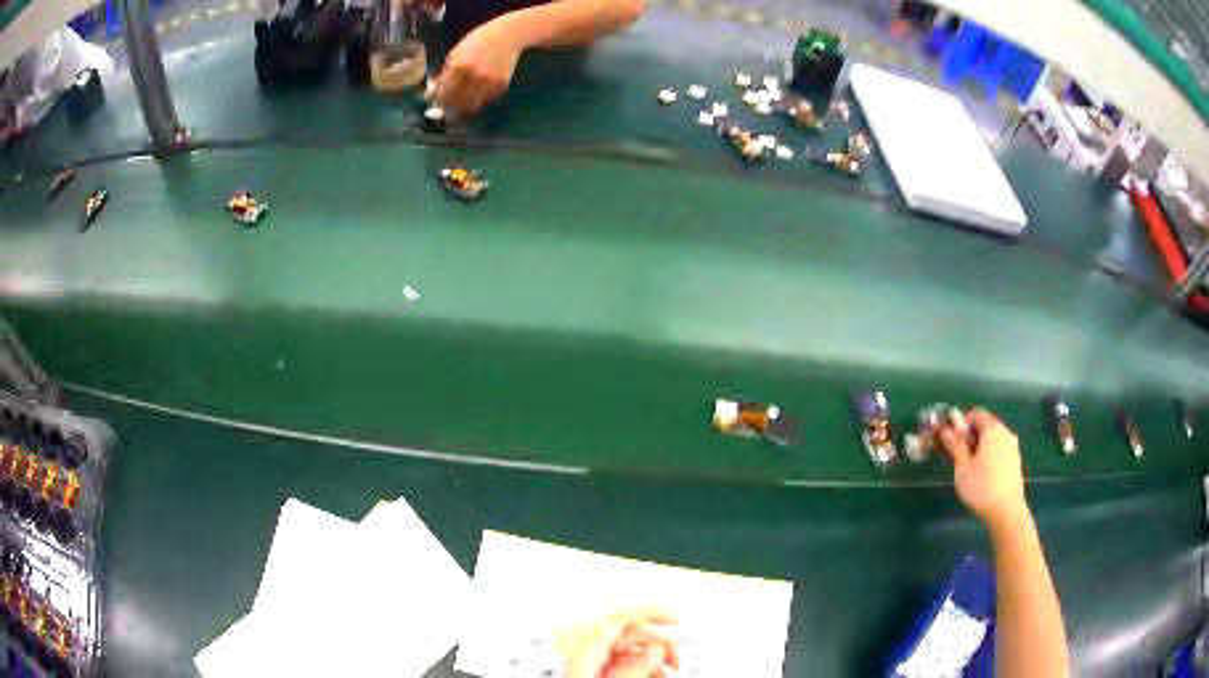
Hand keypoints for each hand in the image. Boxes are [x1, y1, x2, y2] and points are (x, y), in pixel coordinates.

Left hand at [434, 19, 522, 114]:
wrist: (507, 35)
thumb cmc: (477, 41)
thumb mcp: (455, 54)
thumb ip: (444, 74)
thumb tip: (433, 92)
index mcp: (459, 67)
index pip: (444, 95)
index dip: (437, 102)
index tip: (434, 103)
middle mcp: (475, 77)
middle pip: (457, 105)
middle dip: (449, 108)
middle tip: (444, 108)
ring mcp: (490, 83)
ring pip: (472, 107)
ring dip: (463, 109)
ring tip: (458, 105)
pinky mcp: (501, 86)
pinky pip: (485, 101)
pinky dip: (478, 101)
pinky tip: (474, 94)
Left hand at [562, 608, 680, 677]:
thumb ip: (632, 667)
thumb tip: (653, 650)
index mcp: (584, 651)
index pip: (619, 621)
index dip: (648, 614)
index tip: (672, 618)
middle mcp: (586, 655)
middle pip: (630, 637)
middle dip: (658, 644)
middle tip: (676, 658)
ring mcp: (592, 667)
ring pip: (632, 654)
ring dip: (656, 661)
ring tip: (671, 671)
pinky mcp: (596, 675)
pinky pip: (625, 666)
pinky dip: (646, 670)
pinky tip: (658, 675)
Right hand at [939, 408, 1027, 528]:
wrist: (1006, 511)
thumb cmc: (981, 487)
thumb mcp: (962, 467)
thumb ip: (956, 445)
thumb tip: (947, 430)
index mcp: (993, 429)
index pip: (976, 413)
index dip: (961, 422)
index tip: (951, 438)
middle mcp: (1006, 433)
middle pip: (986, 425)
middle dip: (971, 436)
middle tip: (958, 454)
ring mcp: (1013, 447)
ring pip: (993, 439)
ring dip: (980, 446)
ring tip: (970, 467)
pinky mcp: (1016, 461)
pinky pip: (1000, 451)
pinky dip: (990, 455)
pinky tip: (983, 475)